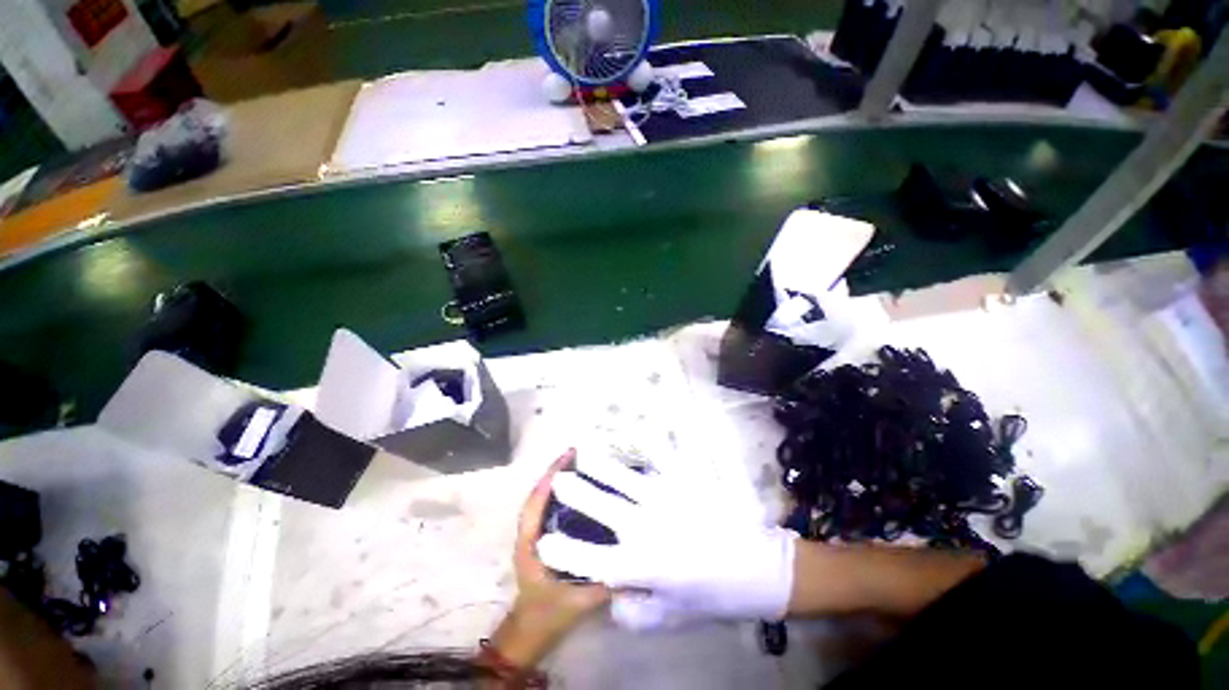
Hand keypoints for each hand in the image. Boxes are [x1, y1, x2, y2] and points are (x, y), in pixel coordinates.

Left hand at [489, 450, 609, 666]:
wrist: (530, 632)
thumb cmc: (549, 614)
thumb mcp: (578, 601)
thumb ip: (602, 583)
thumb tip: (630, 562)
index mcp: (531, 543)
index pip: (537, 502)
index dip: (551, 477)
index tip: (569, 456)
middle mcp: (529, 534)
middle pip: (539, 494)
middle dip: (557, 473)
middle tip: (579, 455)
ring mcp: (534, 536)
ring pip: (543, 501)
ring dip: (558, 482)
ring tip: (581, 466)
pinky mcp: (542, 539)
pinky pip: (549, 510)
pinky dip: (560, 495)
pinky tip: (579, 492)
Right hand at [536, 450, 796, 621]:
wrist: (760, 569)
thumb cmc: (713, 595)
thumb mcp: (670, 617)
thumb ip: (632, 611)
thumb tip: (608, 592)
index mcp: (640, 566)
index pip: (588, 558)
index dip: (562, 550)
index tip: (543, 541)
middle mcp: (646, 527)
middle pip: (601, 505)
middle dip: (575, 492)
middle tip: (560, 478)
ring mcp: (667, 497)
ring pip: (624, 476)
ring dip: (602, 464)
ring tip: (586, 450)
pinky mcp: (687, 479)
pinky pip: (664, 455)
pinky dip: (650, 442)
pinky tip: (640, 432)